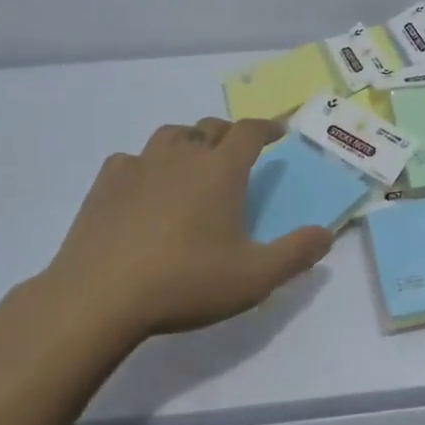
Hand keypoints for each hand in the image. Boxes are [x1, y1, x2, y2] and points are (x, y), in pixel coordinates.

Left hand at [39, 117, 333, 343]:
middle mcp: (183, 156)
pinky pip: (131, 159)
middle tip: (236, 155)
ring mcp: (139, 166)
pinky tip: (143, 188)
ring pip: (170, 135)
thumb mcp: (254, 278)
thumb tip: (326, 234)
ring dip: (188, 142)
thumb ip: (296, 254)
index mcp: (221, 170)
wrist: (98, 298)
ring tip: (192, 164)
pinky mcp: (105, 184)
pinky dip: (145, 165)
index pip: (249, 131)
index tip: (277, 133)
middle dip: (229, 134)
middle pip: (211, 127)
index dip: (267, 127)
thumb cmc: (185, 282)